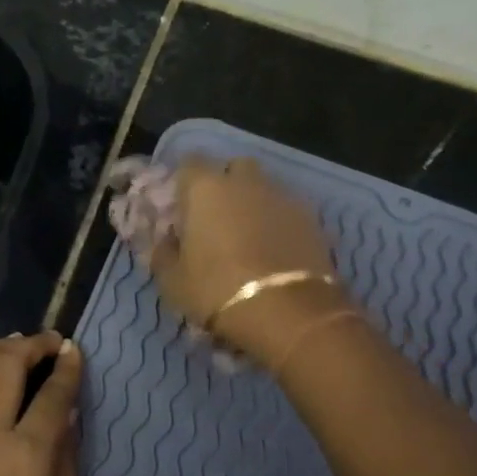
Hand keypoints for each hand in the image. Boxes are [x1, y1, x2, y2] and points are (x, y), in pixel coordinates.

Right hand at [150, 158, 351, 367]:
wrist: (288, 312)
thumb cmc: (217, 291)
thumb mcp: (173, 281)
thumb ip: (164, 253)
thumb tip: (166, 241)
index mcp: (206, 188)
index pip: (189, 163)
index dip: (185, 183)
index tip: (182, 206)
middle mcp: (245, 182)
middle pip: (234, 168)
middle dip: (226, 184)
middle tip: (218, 217)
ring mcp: (282, 197)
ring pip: (264, 188)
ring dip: (255, 203)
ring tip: (249, 236)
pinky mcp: (312, 218)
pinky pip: (287, 211)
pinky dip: (279, 223)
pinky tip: (275, 249)